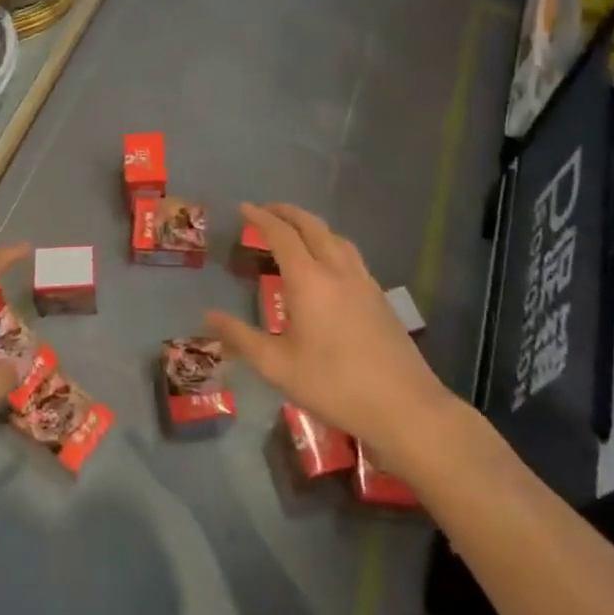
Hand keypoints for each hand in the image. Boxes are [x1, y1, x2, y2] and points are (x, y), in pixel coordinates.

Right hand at [205, 203, 456, 467]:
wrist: (404, 406)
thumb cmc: (334, 385)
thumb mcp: (278, 366)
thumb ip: (241, 337)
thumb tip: (208, 316)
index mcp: (309, 280)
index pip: (281, 235)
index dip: (260, 218)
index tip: (244, 208)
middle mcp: (337, 270)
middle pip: (312, 226)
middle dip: (287, 212)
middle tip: (266, 210)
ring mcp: (364, 281)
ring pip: (336, 237)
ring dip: (312, 226)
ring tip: (296, 232)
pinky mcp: (380, 297)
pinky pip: (351, 255)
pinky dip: (332, 244)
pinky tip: (329, 266)